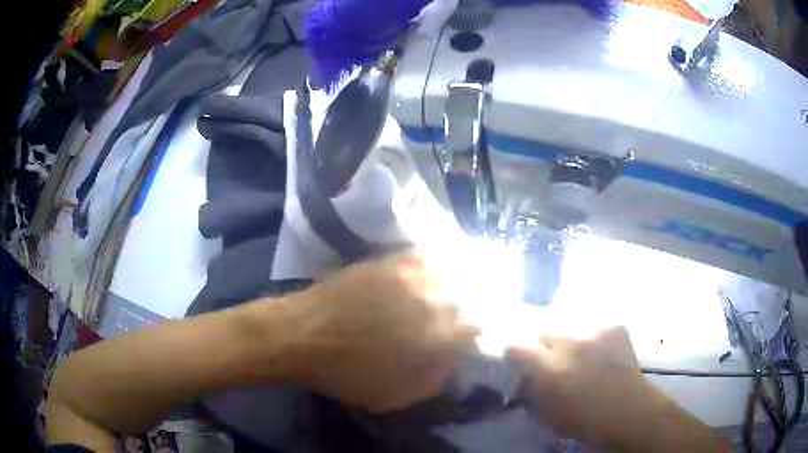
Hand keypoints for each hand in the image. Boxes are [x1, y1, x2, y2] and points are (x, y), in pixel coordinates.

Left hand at [278, 249, 480, 412]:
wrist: (302, 335)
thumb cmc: (347, 374)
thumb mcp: (397, 396)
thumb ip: (435, 379)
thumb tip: (453, 361)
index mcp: (442, 336)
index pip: (483, 328)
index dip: (484, 333)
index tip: (477, 338)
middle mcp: (437, 299)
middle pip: (473, 298)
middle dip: (472, 310)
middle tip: (462, 319)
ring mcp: (414, 275)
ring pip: (456, 273)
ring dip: (457, 285)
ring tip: (450, 295)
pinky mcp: (392, 260)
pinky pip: (428, 255)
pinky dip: (435, 264)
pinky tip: (428, 275)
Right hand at [505, 327, 730, 451]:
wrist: (629, 411)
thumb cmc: (582, 419)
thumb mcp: (544, 409)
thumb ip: (527, 384)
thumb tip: (516, 364)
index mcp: (550, 368)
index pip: (515, 344)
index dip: (507, 344)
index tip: (505, 346)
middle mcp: (570, 341)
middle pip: (538, 321)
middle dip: (529, 328)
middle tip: (530, 338)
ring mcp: (594, 327)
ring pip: (563, 315)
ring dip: (556, 325)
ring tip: (560, 338)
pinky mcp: (612, 323)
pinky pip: (588, 317)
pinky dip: (582, 326)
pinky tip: (585, 340)